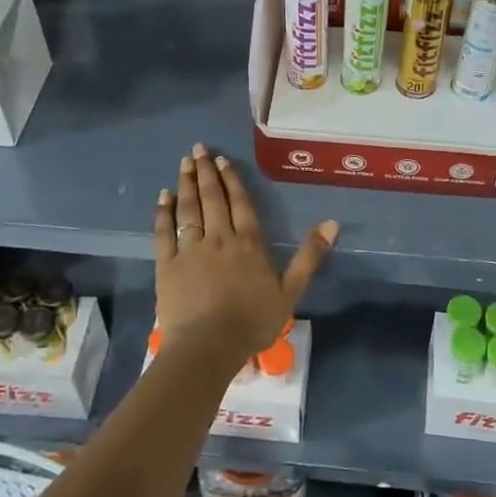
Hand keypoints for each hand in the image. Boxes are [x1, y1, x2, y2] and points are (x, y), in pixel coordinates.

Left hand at [153, 143, 337, 363]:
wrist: (207, 347)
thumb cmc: (252, 322)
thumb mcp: (290, 292)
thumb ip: (309, 256)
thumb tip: (332, 223)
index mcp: (248, 243)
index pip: (240, 203)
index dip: (231, 179)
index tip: (222, 160)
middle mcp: (219, 238)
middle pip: (212, 198)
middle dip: (205, 172)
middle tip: (198, 149)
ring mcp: (190, 250)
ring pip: (189, 209)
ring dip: (186, 184)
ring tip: (184, 163)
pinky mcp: (167, 265)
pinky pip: (164, 232)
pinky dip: (163, 212)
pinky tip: (163, 196)